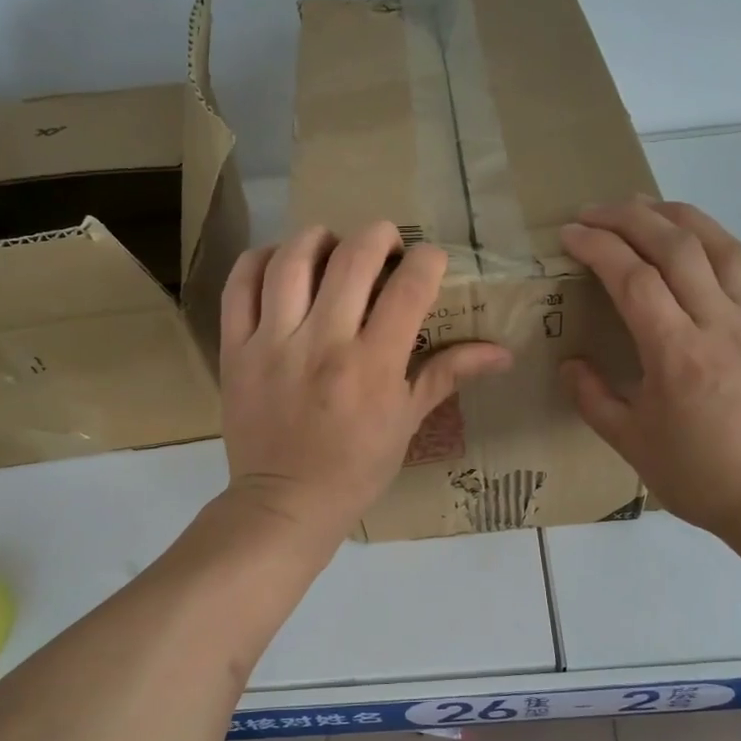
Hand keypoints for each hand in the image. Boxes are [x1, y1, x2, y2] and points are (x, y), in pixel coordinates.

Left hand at [219, 222, 512, 543]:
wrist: (286, 504)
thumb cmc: (356, 468)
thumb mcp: (407, 422)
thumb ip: (449, 374)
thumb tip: (503, 352)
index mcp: (374, 365)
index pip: (409, 287)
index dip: (427, 259)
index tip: (429, 261)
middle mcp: (324, 343)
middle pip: (354, 258)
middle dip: (379, 235)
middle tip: (385, 244)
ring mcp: (274, 343)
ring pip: (292, 260)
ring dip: (318, 238)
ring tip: (331, 245)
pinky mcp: (236, 349)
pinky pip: (240, 286)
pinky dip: (259, 260)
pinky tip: (280, 262)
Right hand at [560, 199, 740, 553]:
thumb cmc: (702, 479)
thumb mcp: (632, 445)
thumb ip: (593, 398)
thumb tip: (571, 363)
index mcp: (677, 355)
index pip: (634, 278)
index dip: (598, 247)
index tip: (569, 234)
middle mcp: (719, 325)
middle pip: (675, 246)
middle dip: (630, 217)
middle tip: (594, 211)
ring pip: (718, 244)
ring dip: (676, 215)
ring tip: (643, 205)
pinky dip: (711, 239)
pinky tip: (692, 241)